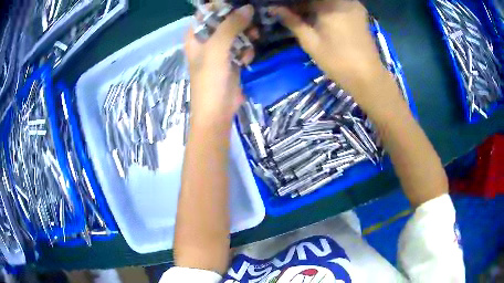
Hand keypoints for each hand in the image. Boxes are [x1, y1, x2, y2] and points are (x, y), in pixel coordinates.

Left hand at [185, 5, 254, 126]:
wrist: (218, 112)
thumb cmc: (210, 80)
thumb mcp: (217, 49)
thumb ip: (231, 26)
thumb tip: (248, 8)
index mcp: (195, 36)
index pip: (205, 13)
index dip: (221, 6)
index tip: (240, 5)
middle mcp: (206, 41)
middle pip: (223, 20)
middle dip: (238, 20)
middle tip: (252, 21)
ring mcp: (219, 51)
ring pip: (235, 32)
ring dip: (246, 35)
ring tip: (254, 38)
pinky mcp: (231, 60)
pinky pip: (241, 46)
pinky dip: (246, 50)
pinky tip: (247, 59)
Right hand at [271, 0, 386, 95]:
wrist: (368, 77)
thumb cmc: (337, 60)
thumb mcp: (310, 42)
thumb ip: (292, 21)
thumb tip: (274, 9)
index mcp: (329, 4)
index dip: (293, 2)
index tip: (282, 8)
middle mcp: (343, 0)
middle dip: (303, 3)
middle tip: (291, 13)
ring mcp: (353, 4)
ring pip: (328, 0)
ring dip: (314, 5)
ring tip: (303, 15)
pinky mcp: (359, 12)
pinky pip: (338, 3)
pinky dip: (327, 7)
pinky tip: (319, 17)